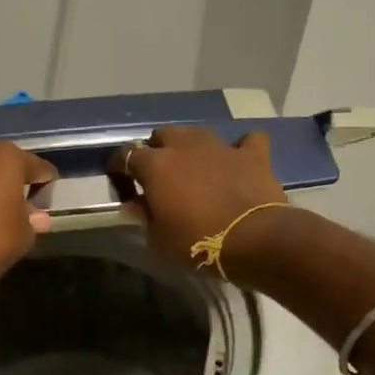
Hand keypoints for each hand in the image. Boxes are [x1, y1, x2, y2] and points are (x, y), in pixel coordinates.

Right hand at [108, 126, 288, 276]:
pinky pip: (245, 141)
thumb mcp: (158, 239)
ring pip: (198, 132)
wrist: (254, 239)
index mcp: (156, 165)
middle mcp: (185, 146)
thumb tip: (135, 203)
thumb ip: (144, 215)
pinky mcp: (252, 154)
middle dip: (157, 149)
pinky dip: (240, 149)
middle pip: (162, 135)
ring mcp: (221, 146)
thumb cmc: (197, 241)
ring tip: (194, 165)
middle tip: (159, 173)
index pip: (126, 155)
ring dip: (191, 146)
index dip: (119, 166)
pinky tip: (238, 161)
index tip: (120, 180)